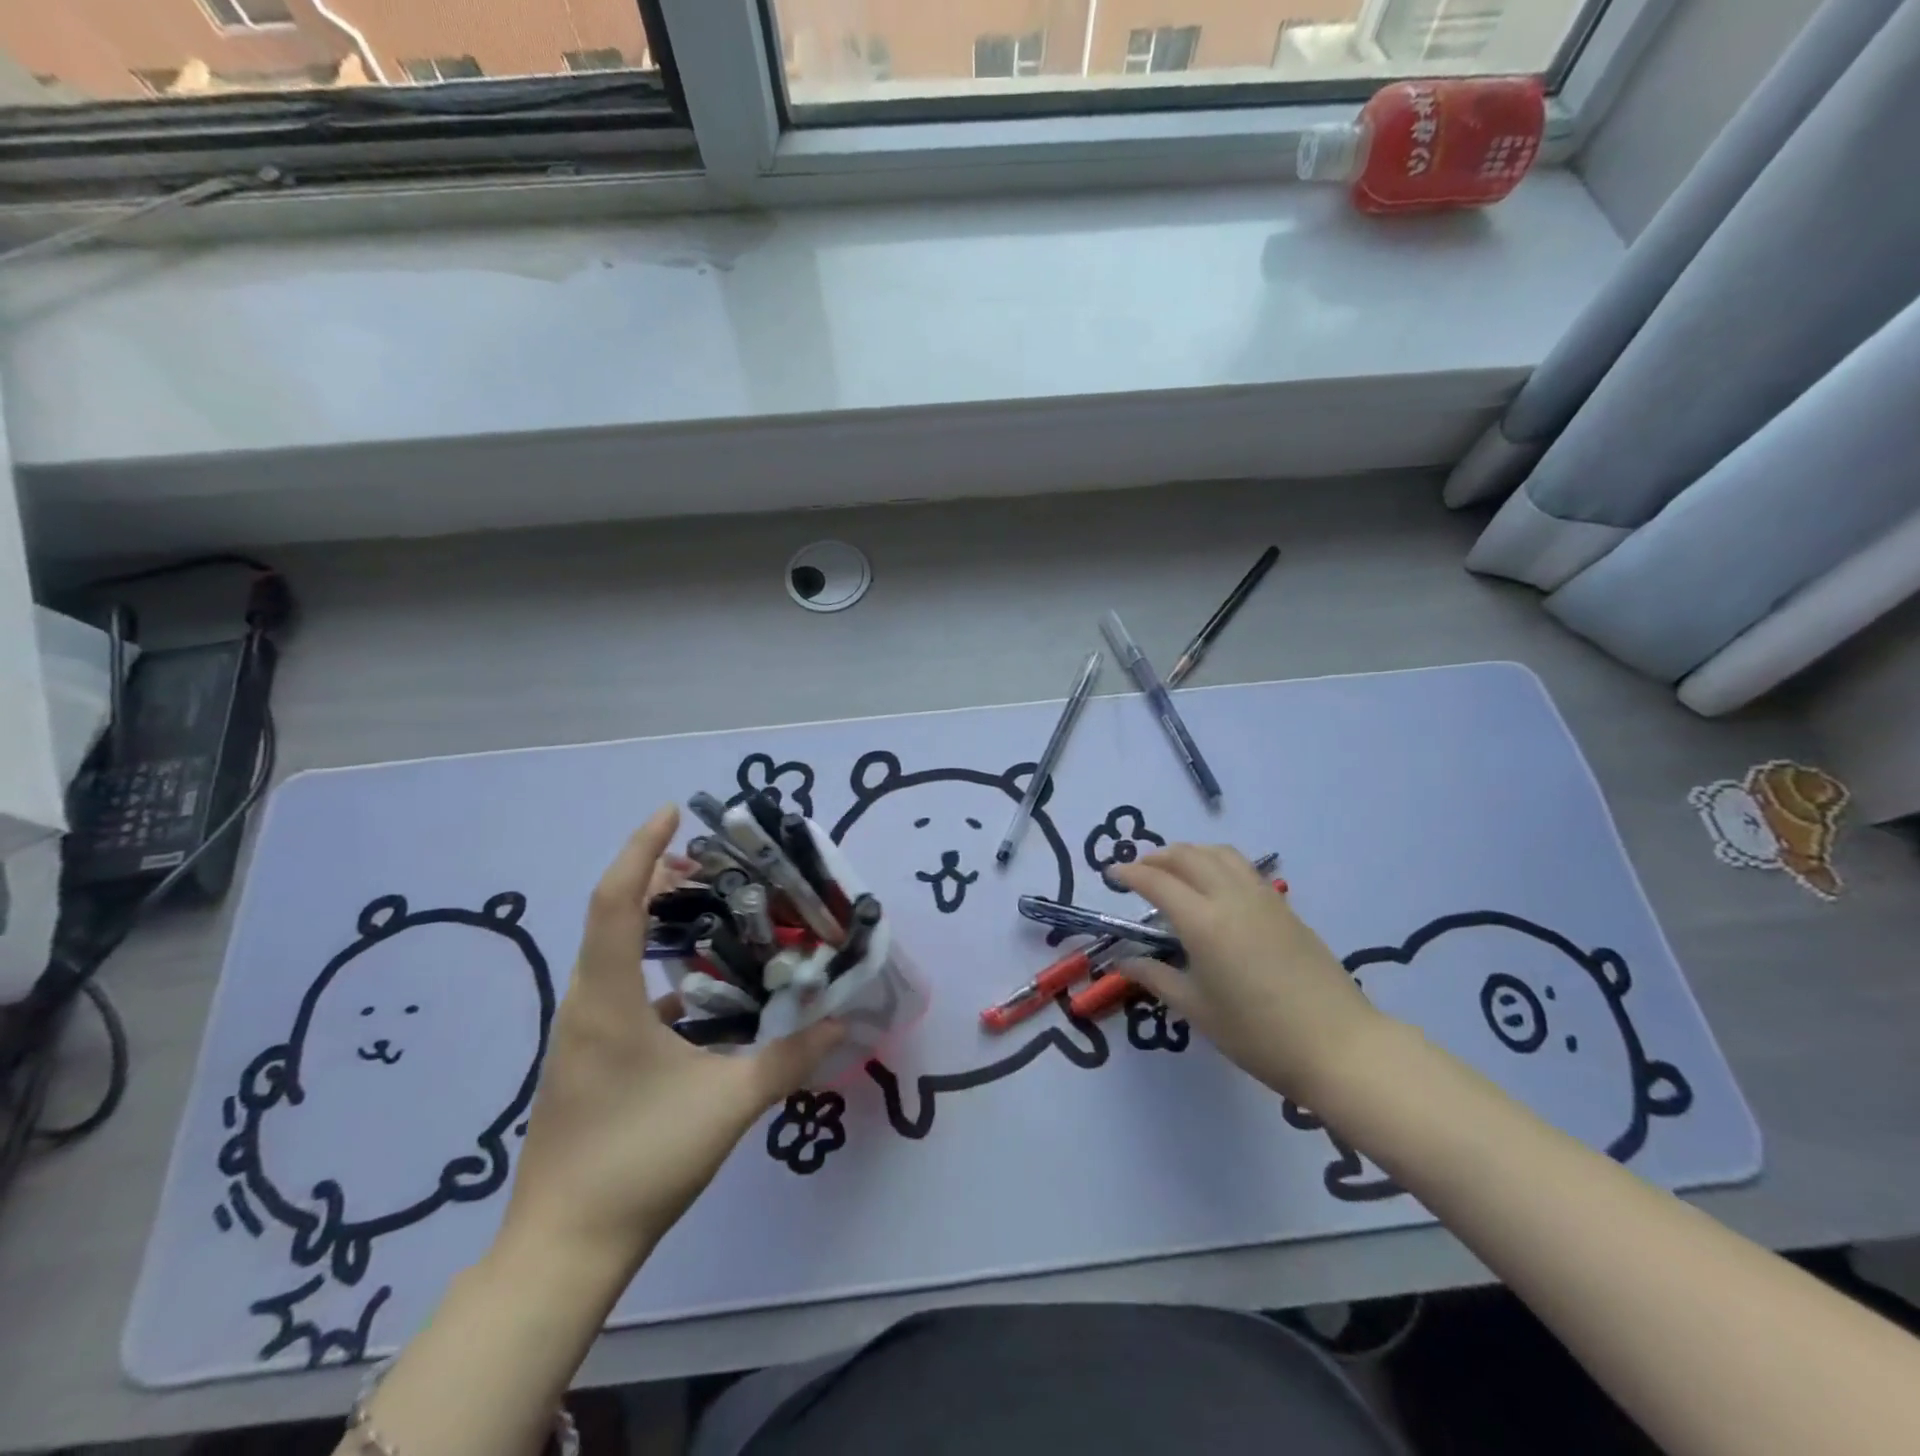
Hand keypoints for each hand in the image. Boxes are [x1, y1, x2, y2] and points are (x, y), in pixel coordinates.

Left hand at [499, 807, 842, 1276]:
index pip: (617, 901)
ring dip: (653, 919)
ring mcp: (582, 1033)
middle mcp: (587, 1004)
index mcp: (608, 1000)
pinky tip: (698, 987)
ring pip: (613, 951)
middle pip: (612, 915)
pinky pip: (618, 987)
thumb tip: (842, 1021)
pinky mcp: (587, 1057)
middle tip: (708, 862)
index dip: (642, 849)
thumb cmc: (640, 1162)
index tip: (672, 812)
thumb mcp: (728, 1105)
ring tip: (706, 907)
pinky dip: (654, 965)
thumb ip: (789, 1058)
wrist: (564, 1249)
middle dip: (655, 876)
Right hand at [1109, 845, 1383, 1103]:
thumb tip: (1125, 961)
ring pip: (1220, 854)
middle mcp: (1231, 898)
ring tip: (1175, 869)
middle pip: (1189, 856)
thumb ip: (1158, 978)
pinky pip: (1243, 868)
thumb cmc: (1258, 1034)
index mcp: (1203, 922)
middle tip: (1139, 870)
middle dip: (1158, 856)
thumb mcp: (1198, 1010)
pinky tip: (1215, 886)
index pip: (1157, 882)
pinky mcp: (1285, 908)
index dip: (1130, 873)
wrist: (1339, 1046)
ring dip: (1190, 853)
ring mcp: (1263, 899)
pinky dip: (1218, 863)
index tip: (1111, 873)